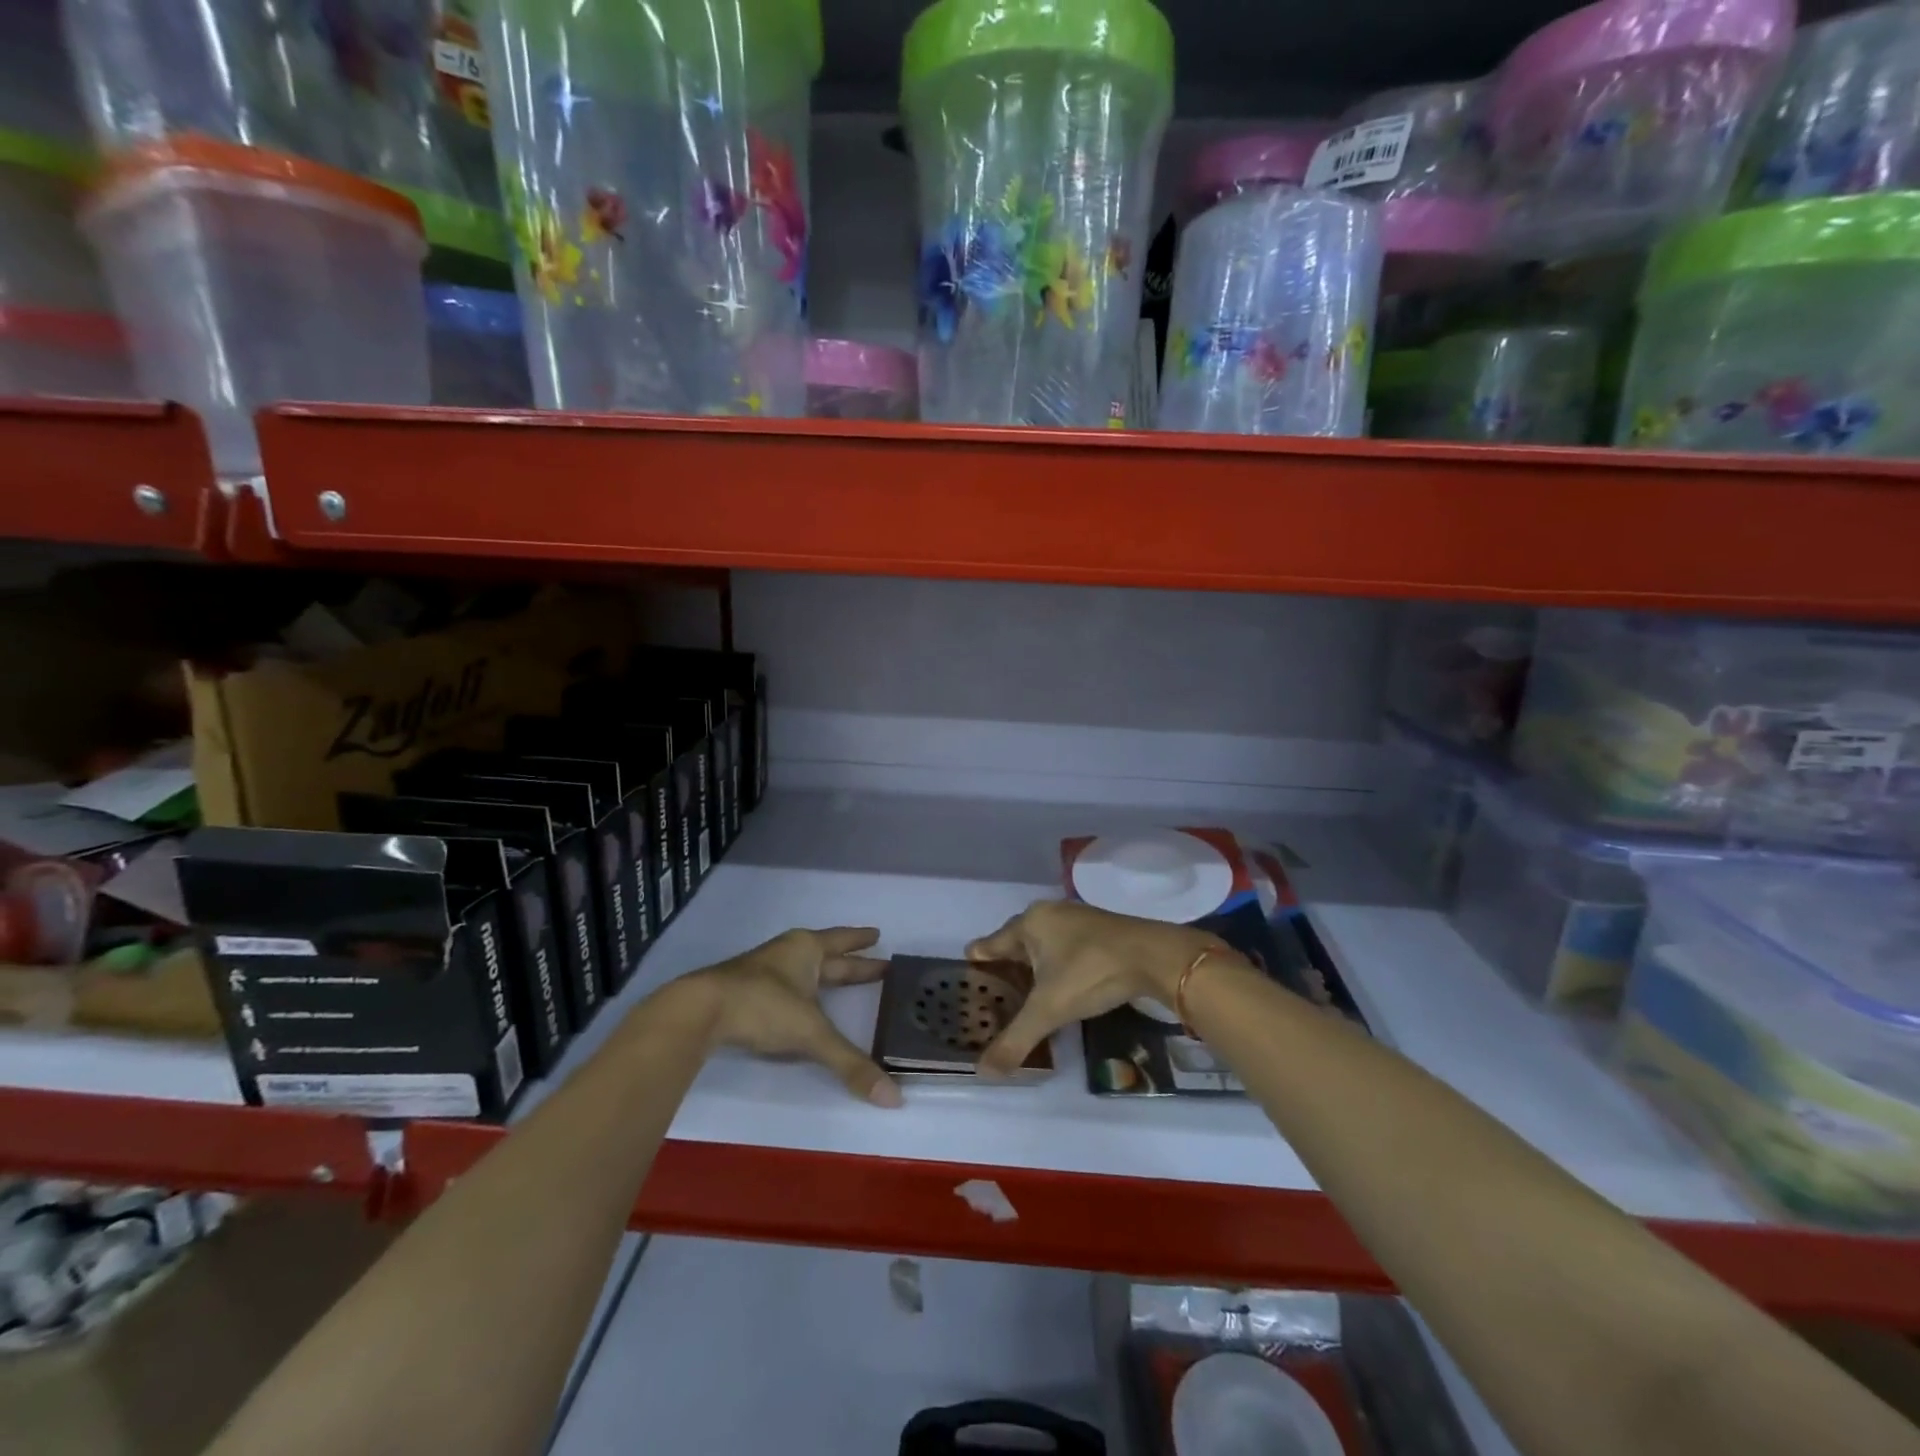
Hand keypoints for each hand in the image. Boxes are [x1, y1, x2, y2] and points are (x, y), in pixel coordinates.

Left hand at [687, 927, 902, 1106]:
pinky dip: (801, 991)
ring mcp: (763, 971)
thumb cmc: (763, 1006)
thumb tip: (894, 1098)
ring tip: (839, 980)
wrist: (699, 1009)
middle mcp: (787, 953)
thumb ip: (850, 1064)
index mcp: (807, 950)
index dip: (861, 940)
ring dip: (823, 974)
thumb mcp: (811, 1034)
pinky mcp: (744, 991)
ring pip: (803, 968)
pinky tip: (801, 1003)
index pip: (842, 941)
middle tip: (879, 963)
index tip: (878, 935)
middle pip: (827, 955)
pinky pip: (784, 985)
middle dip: (852, 962)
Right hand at [965, 902, 1218, 1078]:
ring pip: (1042, 946)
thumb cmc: (1092, 972)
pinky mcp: (1099, 930)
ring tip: (1025, 999)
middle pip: (1014, 943)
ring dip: (1033, 969)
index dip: (976, 969)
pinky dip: (1056, 967)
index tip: (967, 991)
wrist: (1155, 956)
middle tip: (994, 1003)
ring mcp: (1076, 919)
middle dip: (1004, 971)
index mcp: (1028, 923)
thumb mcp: (1049, 1009)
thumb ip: (1015, 1039)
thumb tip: (982, 1073)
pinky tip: (1061, 988)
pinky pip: (1064, 948)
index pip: (988, 945)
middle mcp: (1048, 914)